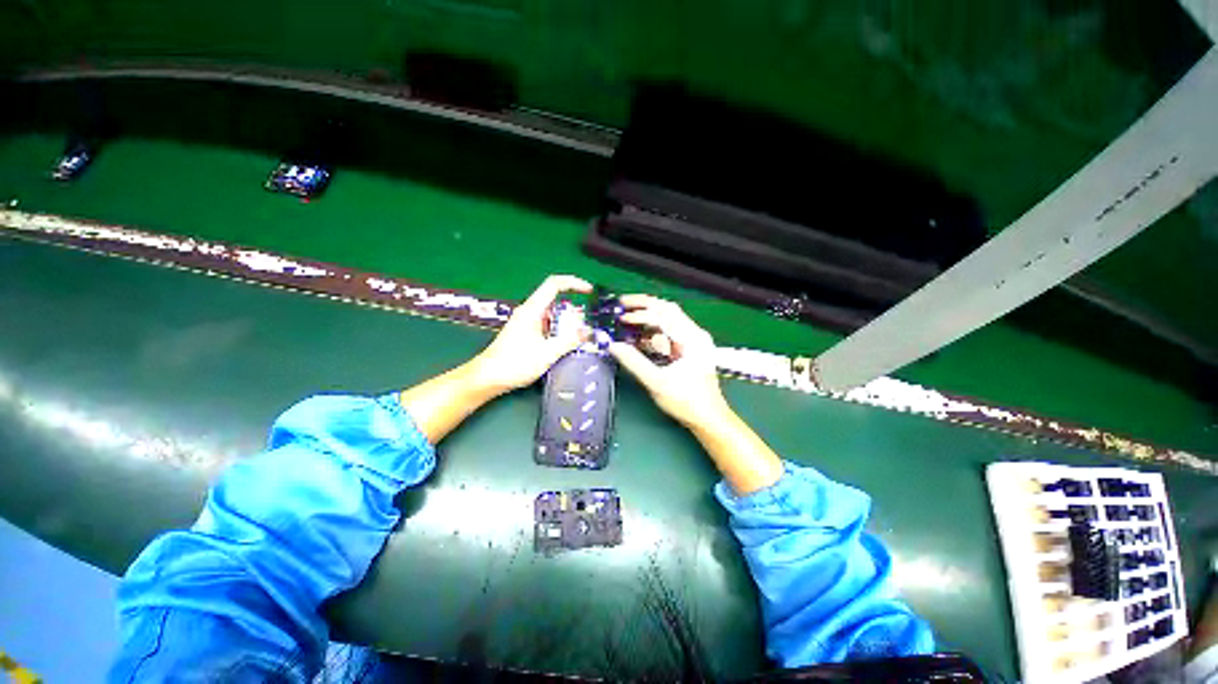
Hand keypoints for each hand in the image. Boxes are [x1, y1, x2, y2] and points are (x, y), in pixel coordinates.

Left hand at [471, 275, 591, 393]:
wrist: (488, 377)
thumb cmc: (515, 363)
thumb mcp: (547, 353)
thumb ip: (569, 341)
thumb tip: (588, 331)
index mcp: (532, 309)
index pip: (554, 284)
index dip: (573, 283)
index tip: (589, 291)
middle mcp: (529, 312)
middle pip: (555, 300)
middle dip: (573, 310)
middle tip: (584, 327)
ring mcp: (526, 322)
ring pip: (552, 314)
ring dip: (566, 323)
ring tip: (577, 338)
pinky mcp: (525, 333)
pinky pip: (547, 325)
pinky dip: (559, 331)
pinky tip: (564, 345)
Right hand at [608, 295, 729, 427]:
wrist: (708, 418)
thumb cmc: (687, 402)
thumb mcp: (657, 382)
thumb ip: (634, 362)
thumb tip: (613, 346)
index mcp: (692, 339)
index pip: (664, 316)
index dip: (641, 314)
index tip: (620, 317)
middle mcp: (694, 334)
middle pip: (667, 310)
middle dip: (644, 305)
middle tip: (621, 304)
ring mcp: (691, 341)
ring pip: (667, 319)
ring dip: (647, 318)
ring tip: (626, 318)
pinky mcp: (686, 349)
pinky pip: (667, 333)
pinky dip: (651, 332)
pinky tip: (637, 337)